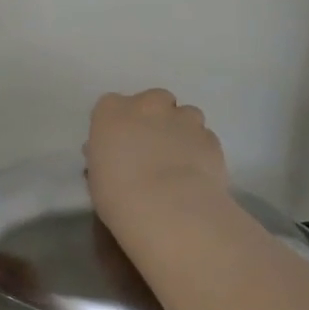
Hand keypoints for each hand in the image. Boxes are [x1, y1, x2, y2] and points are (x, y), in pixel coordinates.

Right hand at [84, 90, 230, 234]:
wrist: (169, 209)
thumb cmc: (119, 195)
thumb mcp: (98, 177)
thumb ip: (106, 157)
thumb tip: (113, 155)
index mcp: (112, 112)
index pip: (111, 105)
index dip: (118, 124)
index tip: (119, 143)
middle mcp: (148, 105)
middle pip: (153, 100)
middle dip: (154, 118)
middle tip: (151, 147)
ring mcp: (183, 119)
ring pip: (185, 115)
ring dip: (181, 130)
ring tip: (178, 160)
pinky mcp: (210, 138)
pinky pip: (204, 138)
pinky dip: (200, 149)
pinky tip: (196, 173)